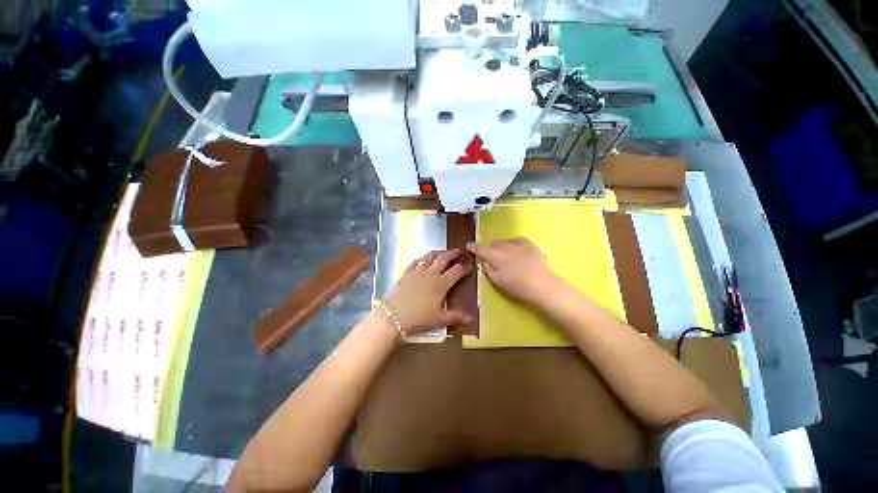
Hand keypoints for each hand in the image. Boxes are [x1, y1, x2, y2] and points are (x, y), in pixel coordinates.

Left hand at [385, 249, 473, 334]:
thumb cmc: (419, 318)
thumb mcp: (440, 319)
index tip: (470, 264)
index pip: (457, 271)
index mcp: (441, 284)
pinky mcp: (406, 273)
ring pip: (429, 257)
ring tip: (442, 252)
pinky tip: (422, 259)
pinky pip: (415, 262)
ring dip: (438, 252)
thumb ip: (456, 317)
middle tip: (459, 250)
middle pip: (444, 259)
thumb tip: (471, 319)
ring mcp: (417, 272)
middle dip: (453, 253)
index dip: (465, 267)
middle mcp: (431, 274)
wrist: (394, 316)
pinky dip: (421, 259)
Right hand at [466, 238, 559, 304]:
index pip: (481, 249)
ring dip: (500, 247)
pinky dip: (512, 243)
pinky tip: (514, 249)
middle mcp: (505, 247)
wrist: (542, 286)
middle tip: (492, 258)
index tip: (469, 245)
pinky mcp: (529, 243)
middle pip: (492, 244)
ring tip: (505, 255)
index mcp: (496, 257)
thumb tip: (482, 260)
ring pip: (503, 241)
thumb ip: (487, 268)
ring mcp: (518, 243)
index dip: (473, 247)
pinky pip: (515, 239)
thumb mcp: (497, 281)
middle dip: (490, 249)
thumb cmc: (517, 287)